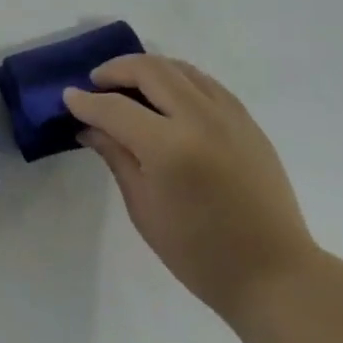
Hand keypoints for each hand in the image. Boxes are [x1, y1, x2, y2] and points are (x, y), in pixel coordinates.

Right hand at [65, 56, 316, 323]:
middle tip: (96, 83)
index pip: (115, 108)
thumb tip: (88, 126)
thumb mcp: (144, 209)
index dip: (86, 101)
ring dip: (147, 68)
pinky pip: (205, 82)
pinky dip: (178, 78)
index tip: (68, 97)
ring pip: (179, 68)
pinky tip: (167, 96)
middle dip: (116, 70)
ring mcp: (228, 115)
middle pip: (149, 70)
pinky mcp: (247, 120)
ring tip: (128, 84)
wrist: (274, 274)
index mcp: (169, 148)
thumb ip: (116, 157)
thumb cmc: (199, 254)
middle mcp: (199, 119)